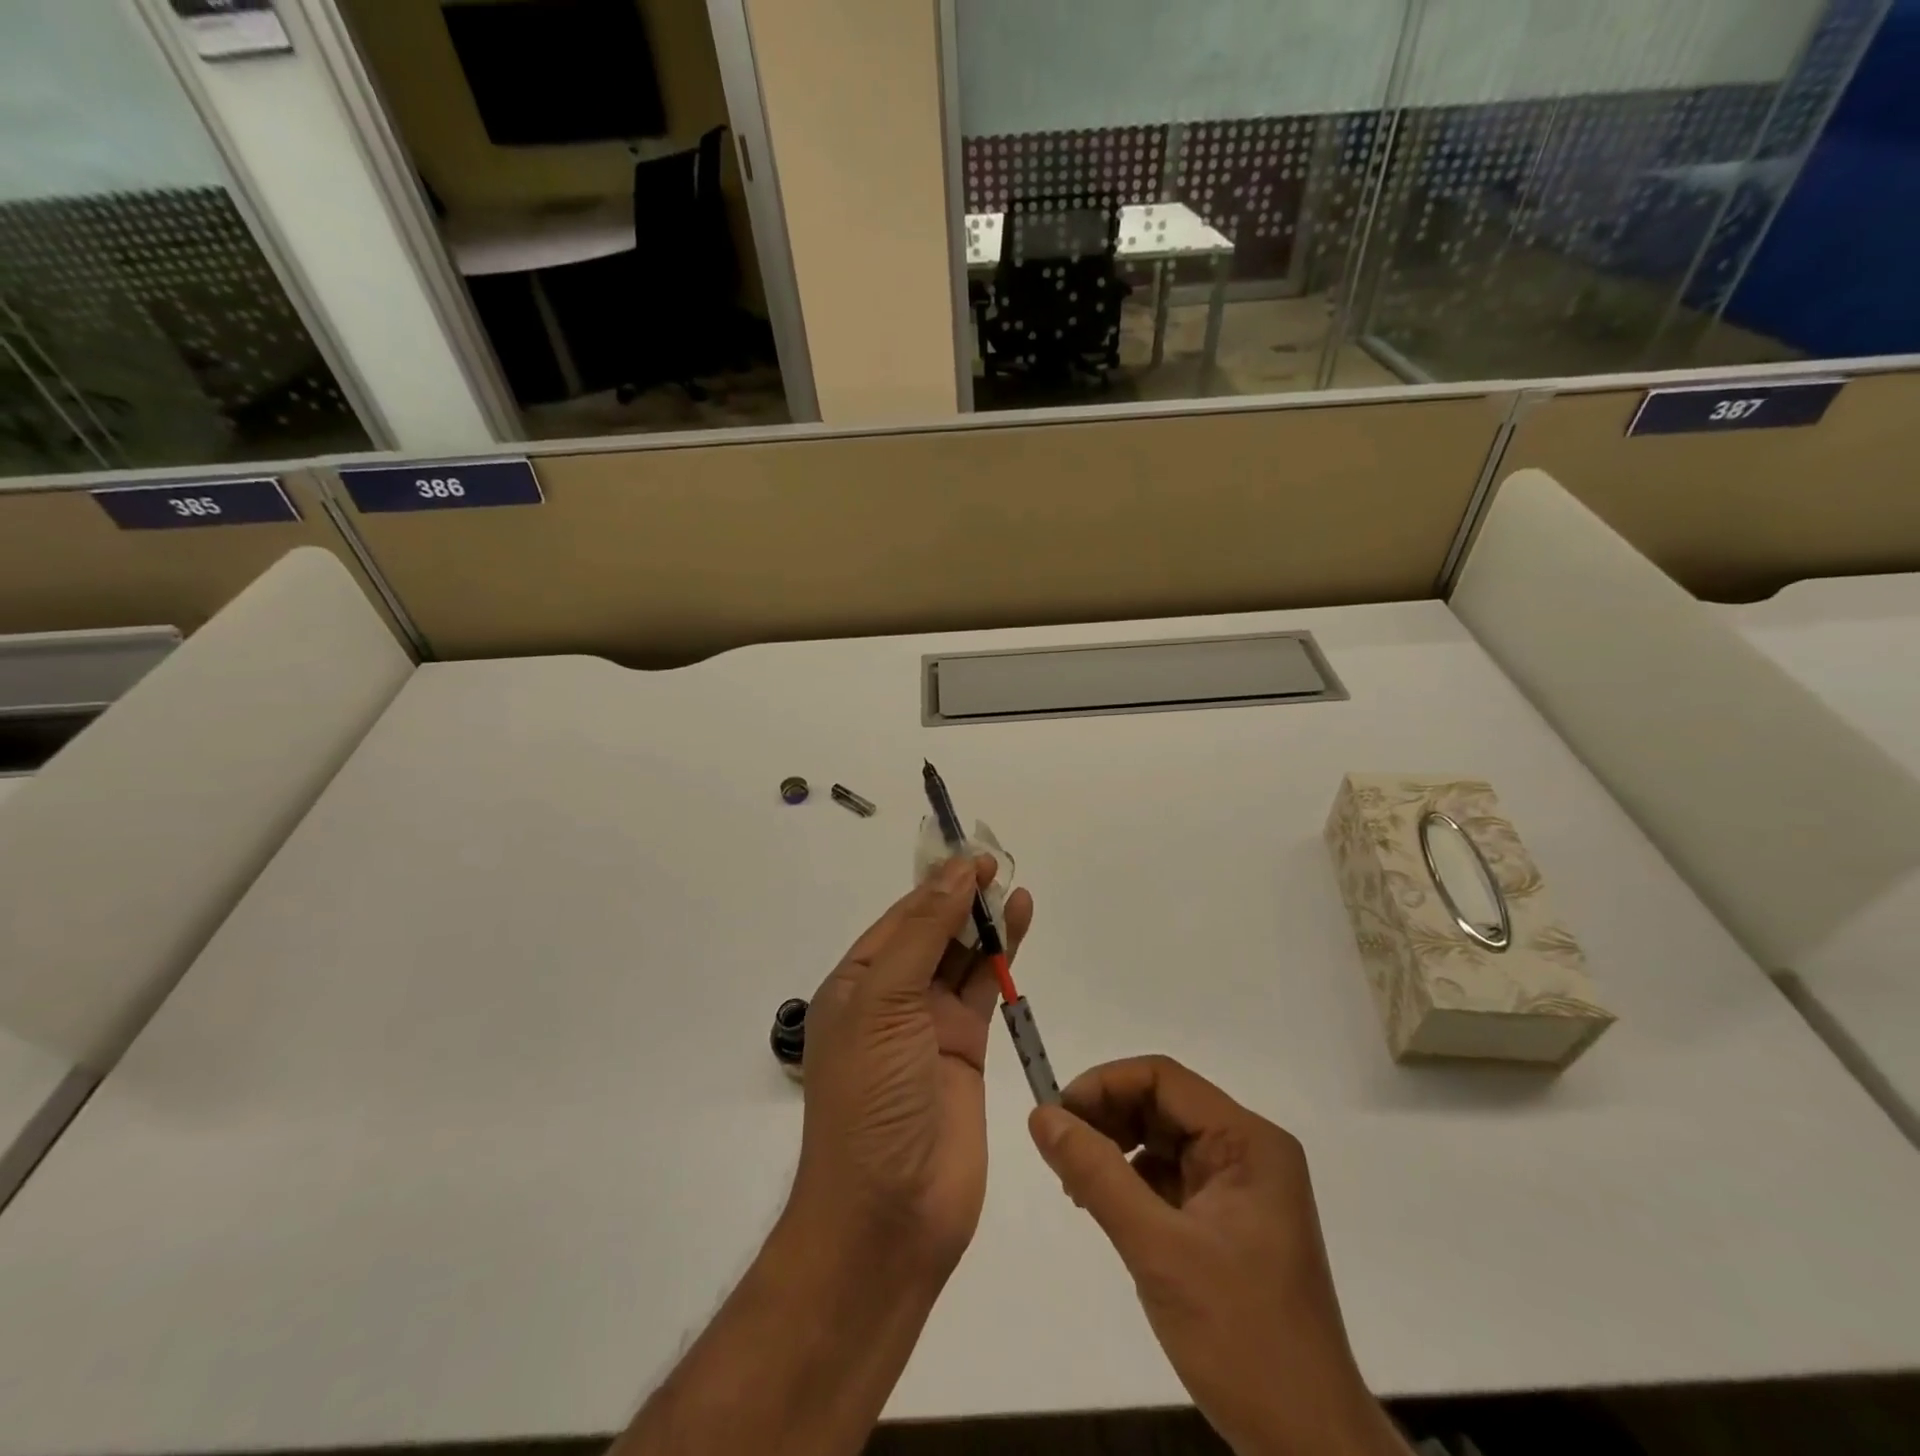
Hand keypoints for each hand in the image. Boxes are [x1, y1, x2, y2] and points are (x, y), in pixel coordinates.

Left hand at [792, 856, 1033, 1278]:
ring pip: (962, 956)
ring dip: (985, 921)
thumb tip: (955, 872)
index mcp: (856, 983)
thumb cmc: (870, 1097)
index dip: (936, 883)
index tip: (971, 854)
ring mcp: (930, 1024)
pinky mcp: (967, 1048)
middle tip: (998, 863)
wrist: (889, 1214)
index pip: (900, 917)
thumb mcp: (884, 1002)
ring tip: (1014, 885)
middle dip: (962, 898)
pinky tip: (1020, 923)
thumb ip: (923, 933)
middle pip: (932, 931)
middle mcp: (891, 998)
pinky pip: (985, 988)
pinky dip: (1003, 955)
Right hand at [1030, 1057, 1406, 1455]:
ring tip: (1075, 1184)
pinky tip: (1104, 1206)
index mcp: (1248, 1141)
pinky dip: (1131, 1182)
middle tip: (1058, 1152)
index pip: (1164, 1079)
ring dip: (1115, 1150)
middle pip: (1162, 1105)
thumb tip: (1041, 1116)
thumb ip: (1097, 1175)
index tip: (1057, 1115)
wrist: (1308, 1446)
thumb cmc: (1242, 1338)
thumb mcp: (1158, 1250)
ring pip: (1162, 1140)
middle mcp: (1248, 1151)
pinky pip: (1170, 1177)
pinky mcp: (1228, 1220)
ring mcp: (1240, 1187)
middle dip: (1107, 1118)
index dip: (1105, 1085)